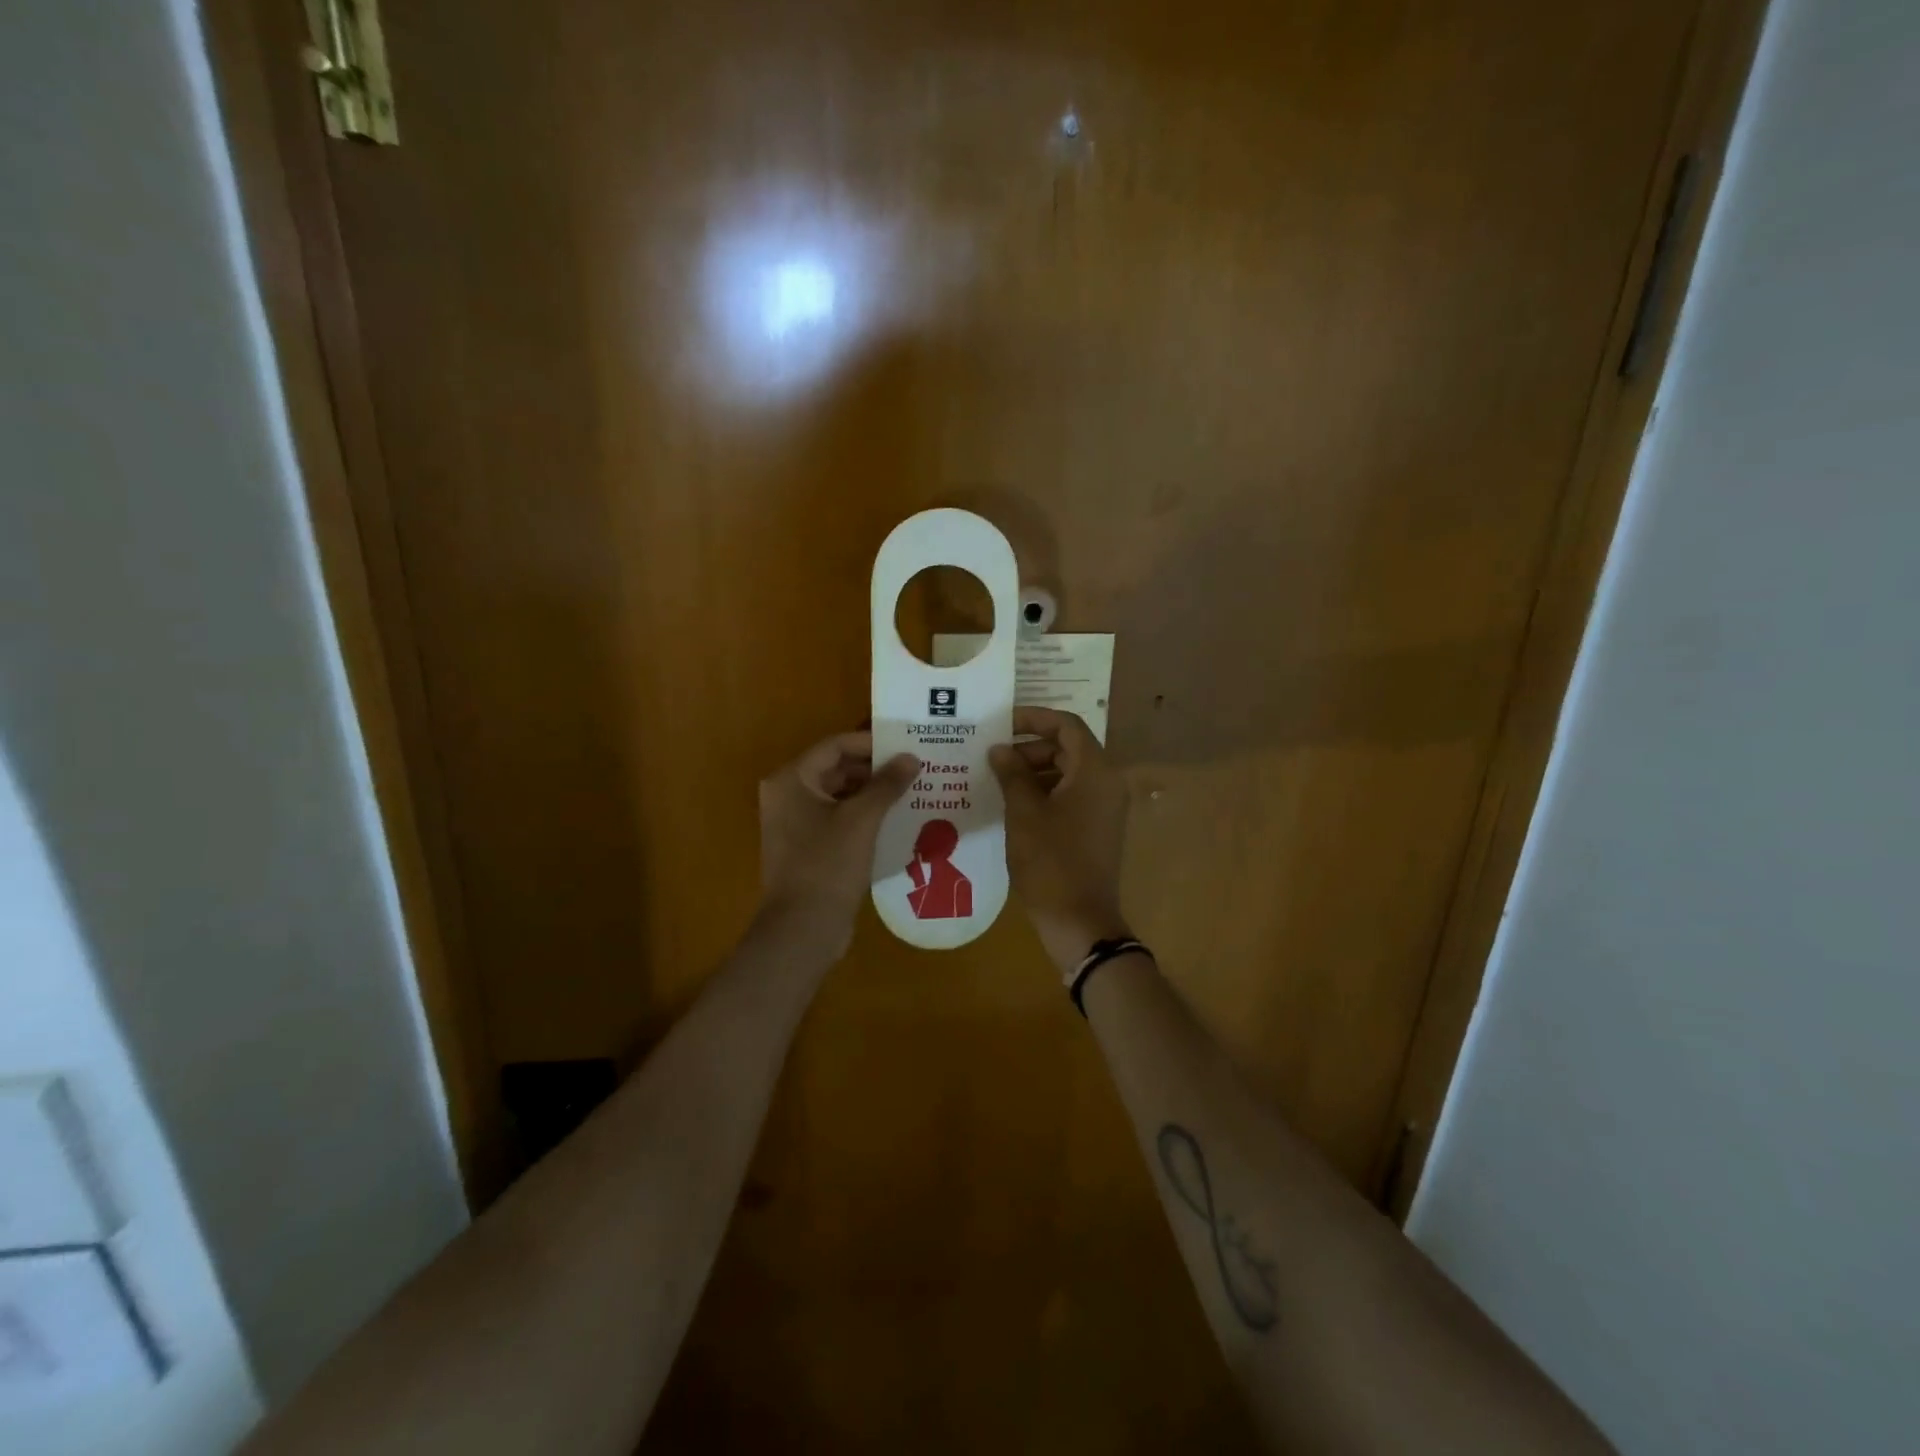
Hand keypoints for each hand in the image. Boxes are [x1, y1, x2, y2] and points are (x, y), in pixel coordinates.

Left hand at [758, 731, 918, 955]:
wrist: (803, 929)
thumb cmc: (828, 865)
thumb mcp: (862, 820)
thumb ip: (887, 784)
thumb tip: (911, 757)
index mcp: (791, 780)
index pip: (835, 746)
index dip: (871, 743)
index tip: (906, 746)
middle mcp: (787, 796)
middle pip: (836, 769)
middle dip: (875, 769)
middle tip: (914, 768)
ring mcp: (795, 824)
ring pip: (839, 795)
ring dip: (872, 793)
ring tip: (911, 791)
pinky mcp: (807, 847)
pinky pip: (838, 819)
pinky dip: (864, 815)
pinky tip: (895, 819)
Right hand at [989, 707, 1132, 973]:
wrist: (1080, 921)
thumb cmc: (1050, 862)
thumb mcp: (1024, 814)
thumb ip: (1012, 774)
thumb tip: (1000, 749)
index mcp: (1095, 772)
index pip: (1067, 726)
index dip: (1035, 718)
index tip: (1003, 723)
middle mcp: (1107, 783)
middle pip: (1069, 748)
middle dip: (1031, 748)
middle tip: (995, 758)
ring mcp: (1106, 808)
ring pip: (1070, 773)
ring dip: (1036, 771)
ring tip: (999, 780)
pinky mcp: (1098, 828)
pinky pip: (1073, 796)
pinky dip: (1046, 792)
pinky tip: (1015, 805)